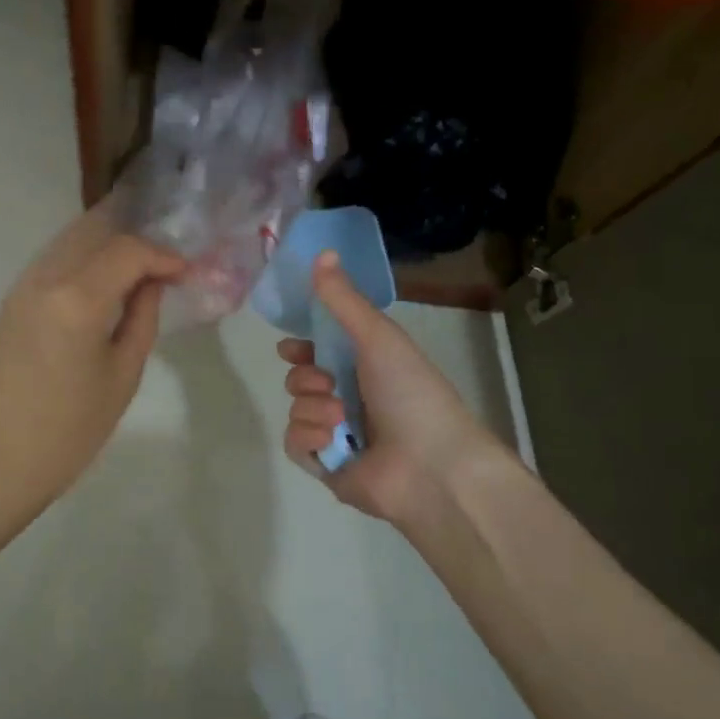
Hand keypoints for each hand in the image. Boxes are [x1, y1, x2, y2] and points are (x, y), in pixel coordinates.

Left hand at [0, 204, 183, 531]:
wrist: (2, 460)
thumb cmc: (72, 429)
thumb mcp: (123, 375)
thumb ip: (142, 318)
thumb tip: (153, 283)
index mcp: (78, 299)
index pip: (127, 251)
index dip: (162, 256)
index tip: (184, 273)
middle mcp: (45, 279)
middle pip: (95, 234)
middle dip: (134, 241)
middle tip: (163, 264)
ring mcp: (21, 287)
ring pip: (69, 242)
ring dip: (106, 246)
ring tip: (137, 270)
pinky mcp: (9, 302)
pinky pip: (51, 262)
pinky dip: (81, 259)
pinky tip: (100, 281)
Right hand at [278, 251, 503, 526]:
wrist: (430, 464)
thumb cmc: (411, 392)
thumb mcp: (378, 336)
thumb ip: (343, 299)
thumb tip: (321, 252)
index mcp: (368, 368)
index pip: (320, 351)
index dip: (302, 347)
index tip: (289, 346)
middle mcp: (351, 399)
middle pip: (300, 379)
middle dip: (307, 377)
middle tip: (329, 382)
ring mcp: (337, 435)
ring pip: (296, 409)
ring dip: (314, 408)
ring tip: (341, 419)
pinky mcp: (325, 466)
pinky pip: (295, 443)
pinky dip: (310, 438)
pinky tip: (332, 441)